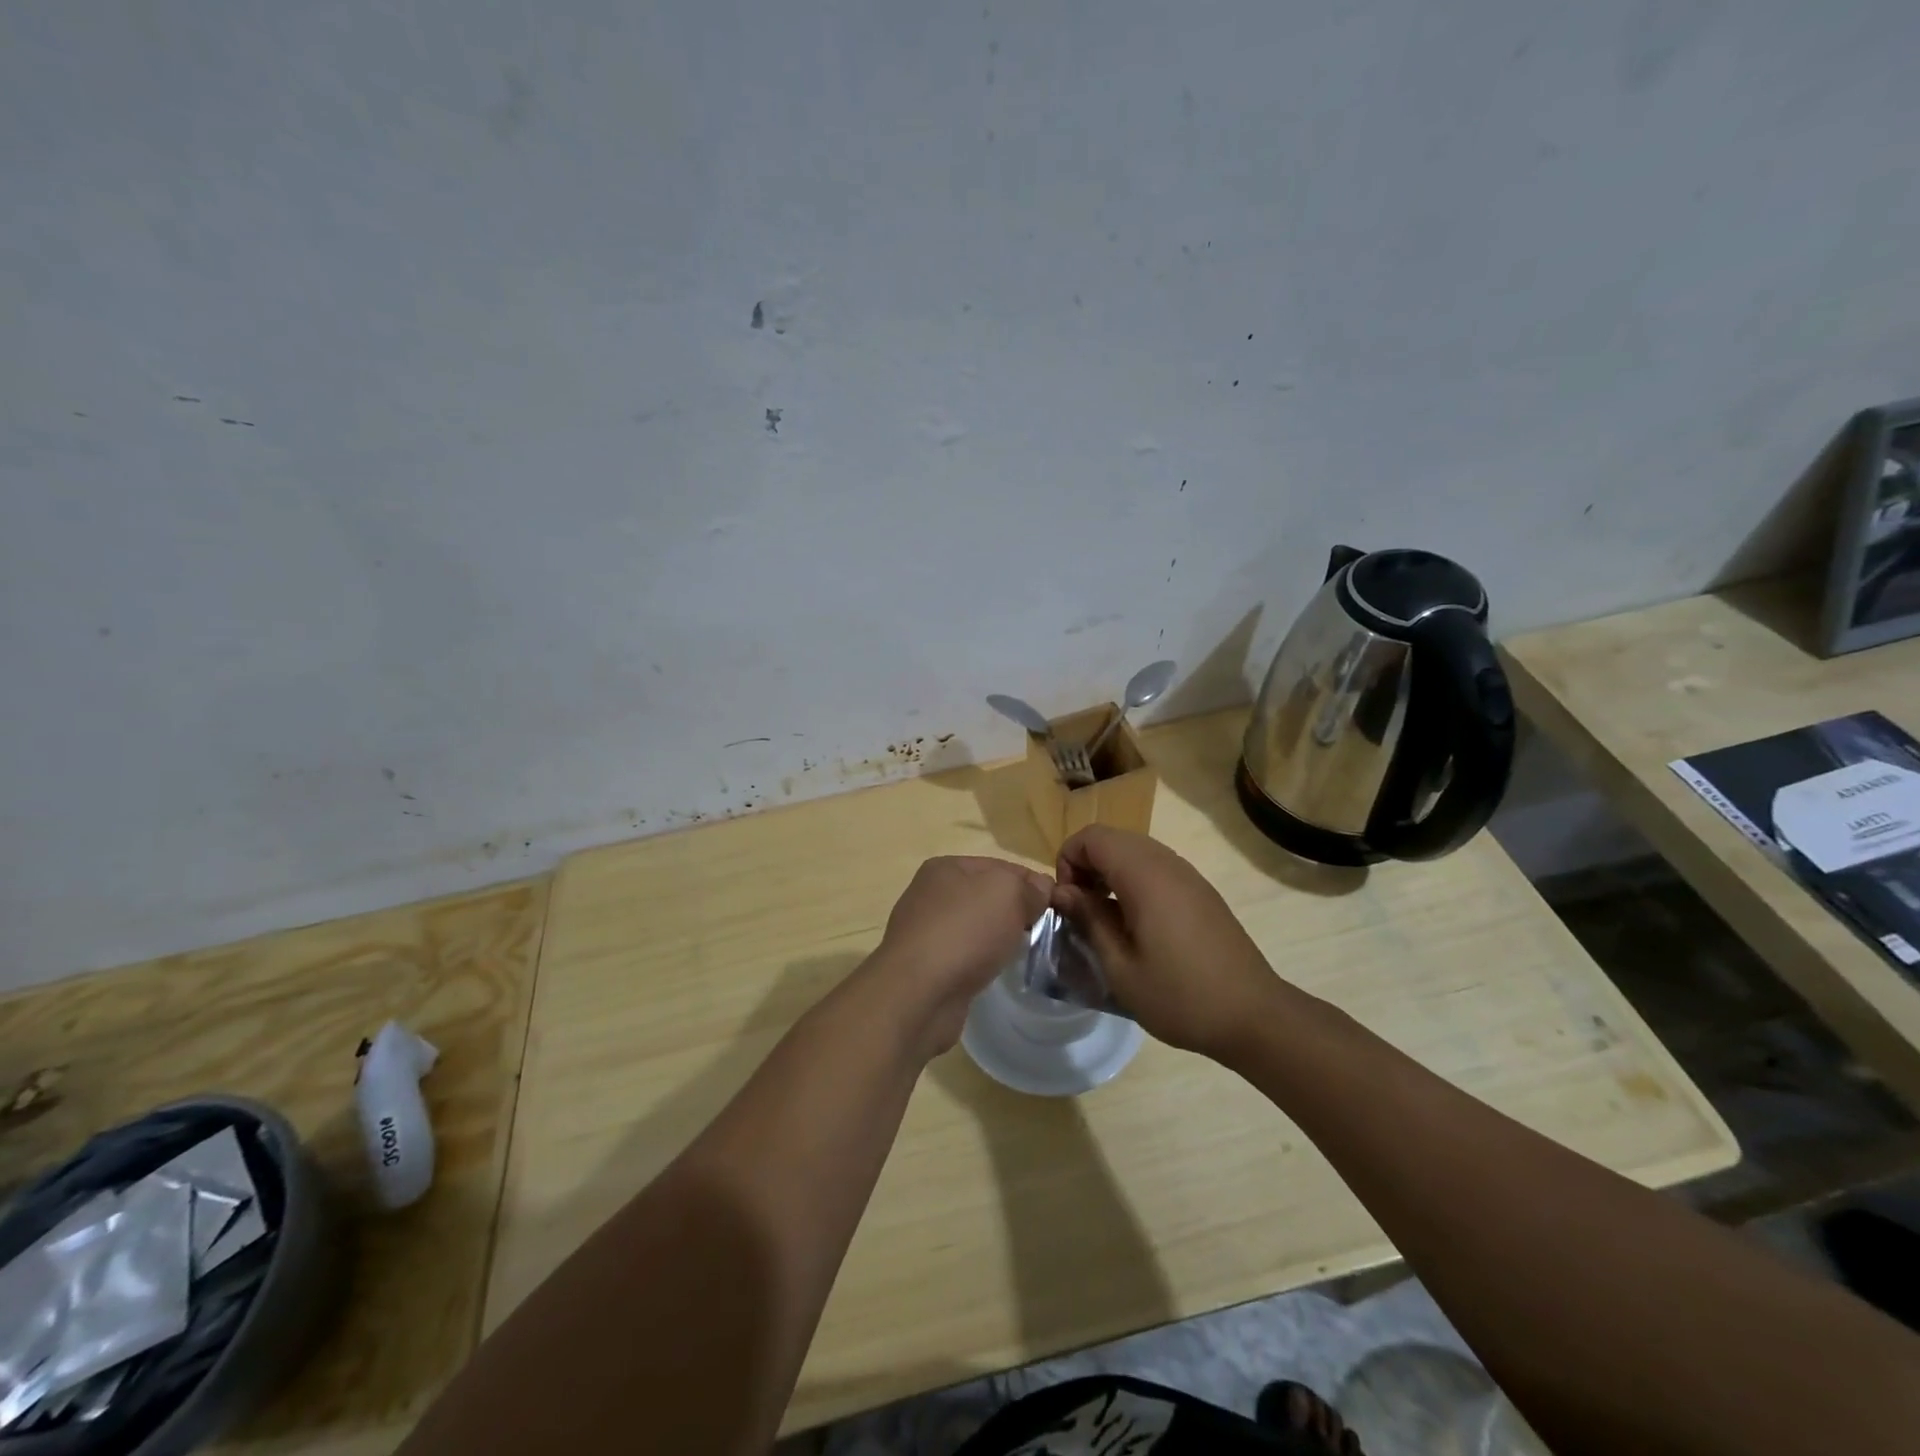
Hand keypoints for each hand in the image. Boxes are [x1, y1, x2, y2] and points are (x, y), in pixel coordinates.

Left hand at [866, 856, 1052, 1057]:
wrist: (919, 993)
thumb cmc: (965, 931)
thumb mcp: (1007, 893)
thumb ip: (1028, 887)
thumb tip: (1040, 889)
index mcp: (945, 866)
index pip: (1001, 865)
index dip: (1031, 882)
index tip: (1057, 905)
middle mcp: (930, 894)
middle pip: (987, 896)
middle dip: (1016, 910)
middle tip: (1045, 931)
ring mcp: (925, 931)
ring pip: (975, 927)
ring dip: (998, 937)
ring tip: (1023, 952)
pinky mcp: (925, 966)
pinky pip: (964, 954)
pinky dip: (981, 960)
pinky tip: (993, 970)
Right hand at [1050, 826, 1282, 1060]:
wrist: (1254, 1016)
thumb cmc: (1180, 996)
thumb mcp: (1120, 967)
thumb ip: (1088, 920)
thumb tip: (1062, 891)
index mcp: (1144, 875)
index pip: (1092, 837)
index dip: (1068, 861)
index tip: (1068, 902)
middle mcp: (1167, 863)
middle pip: (1112, 839)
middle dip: (1086, 865)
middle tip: (1081, 910)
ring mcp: (1188, 875)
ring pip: (1134, 851)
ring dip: (1109, 873)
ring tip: (1105, 919)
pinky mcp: (1200, 891)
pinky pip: (1156, 868)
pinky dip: (1133, 882)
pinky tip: (1136, 926)